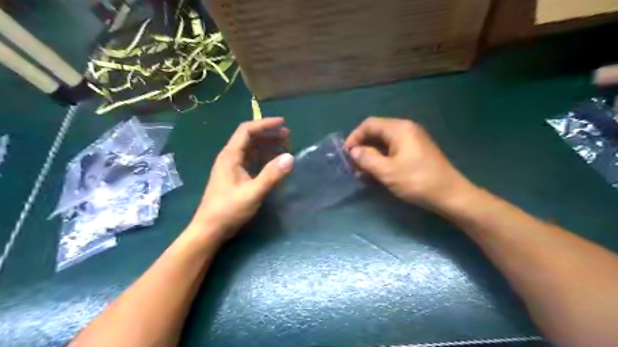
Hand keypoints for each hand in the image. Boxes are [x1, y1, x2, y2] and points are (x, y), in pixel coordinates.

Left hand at [190, 117, 292, 241]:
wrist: (210, 229)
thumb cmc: (228, 210)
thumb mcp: (253, 193)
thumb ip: (271, 175)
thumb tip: (290, 158)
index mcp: (230, 156)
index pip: (247, 130)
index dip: (265, 124)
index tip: (283, 123)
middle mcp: (230, 157)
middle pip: (250, 137)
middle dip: (269, 134)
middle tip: (288, 135)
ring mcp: (232, 167)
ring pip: (251, 149)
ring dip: (268, 145)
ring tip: (285, 145)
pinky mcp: (236, 177)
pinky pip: (251, 160)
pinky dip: (264, 157)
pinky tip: (274, 161)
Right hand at [347, 116, 476, 209]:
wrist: (451, 195)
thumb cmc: (417, 181)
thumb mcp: (387, 171)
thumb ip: (367, 158)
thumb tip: (354, 151)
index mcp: (400, 129)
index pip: (369, 124)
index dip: (354, 137)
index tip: (346, 154)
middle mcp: (407, 129)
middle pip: (377, 131)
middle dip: (363, 146)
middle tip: (353, 164)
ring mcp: (413, 140)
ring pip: (385, 142)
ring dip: (372, 154)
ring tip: (362, 170)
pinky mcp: (417, 151)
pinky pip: (394, 149)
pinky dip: (382, 158)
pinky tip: (377, 171)